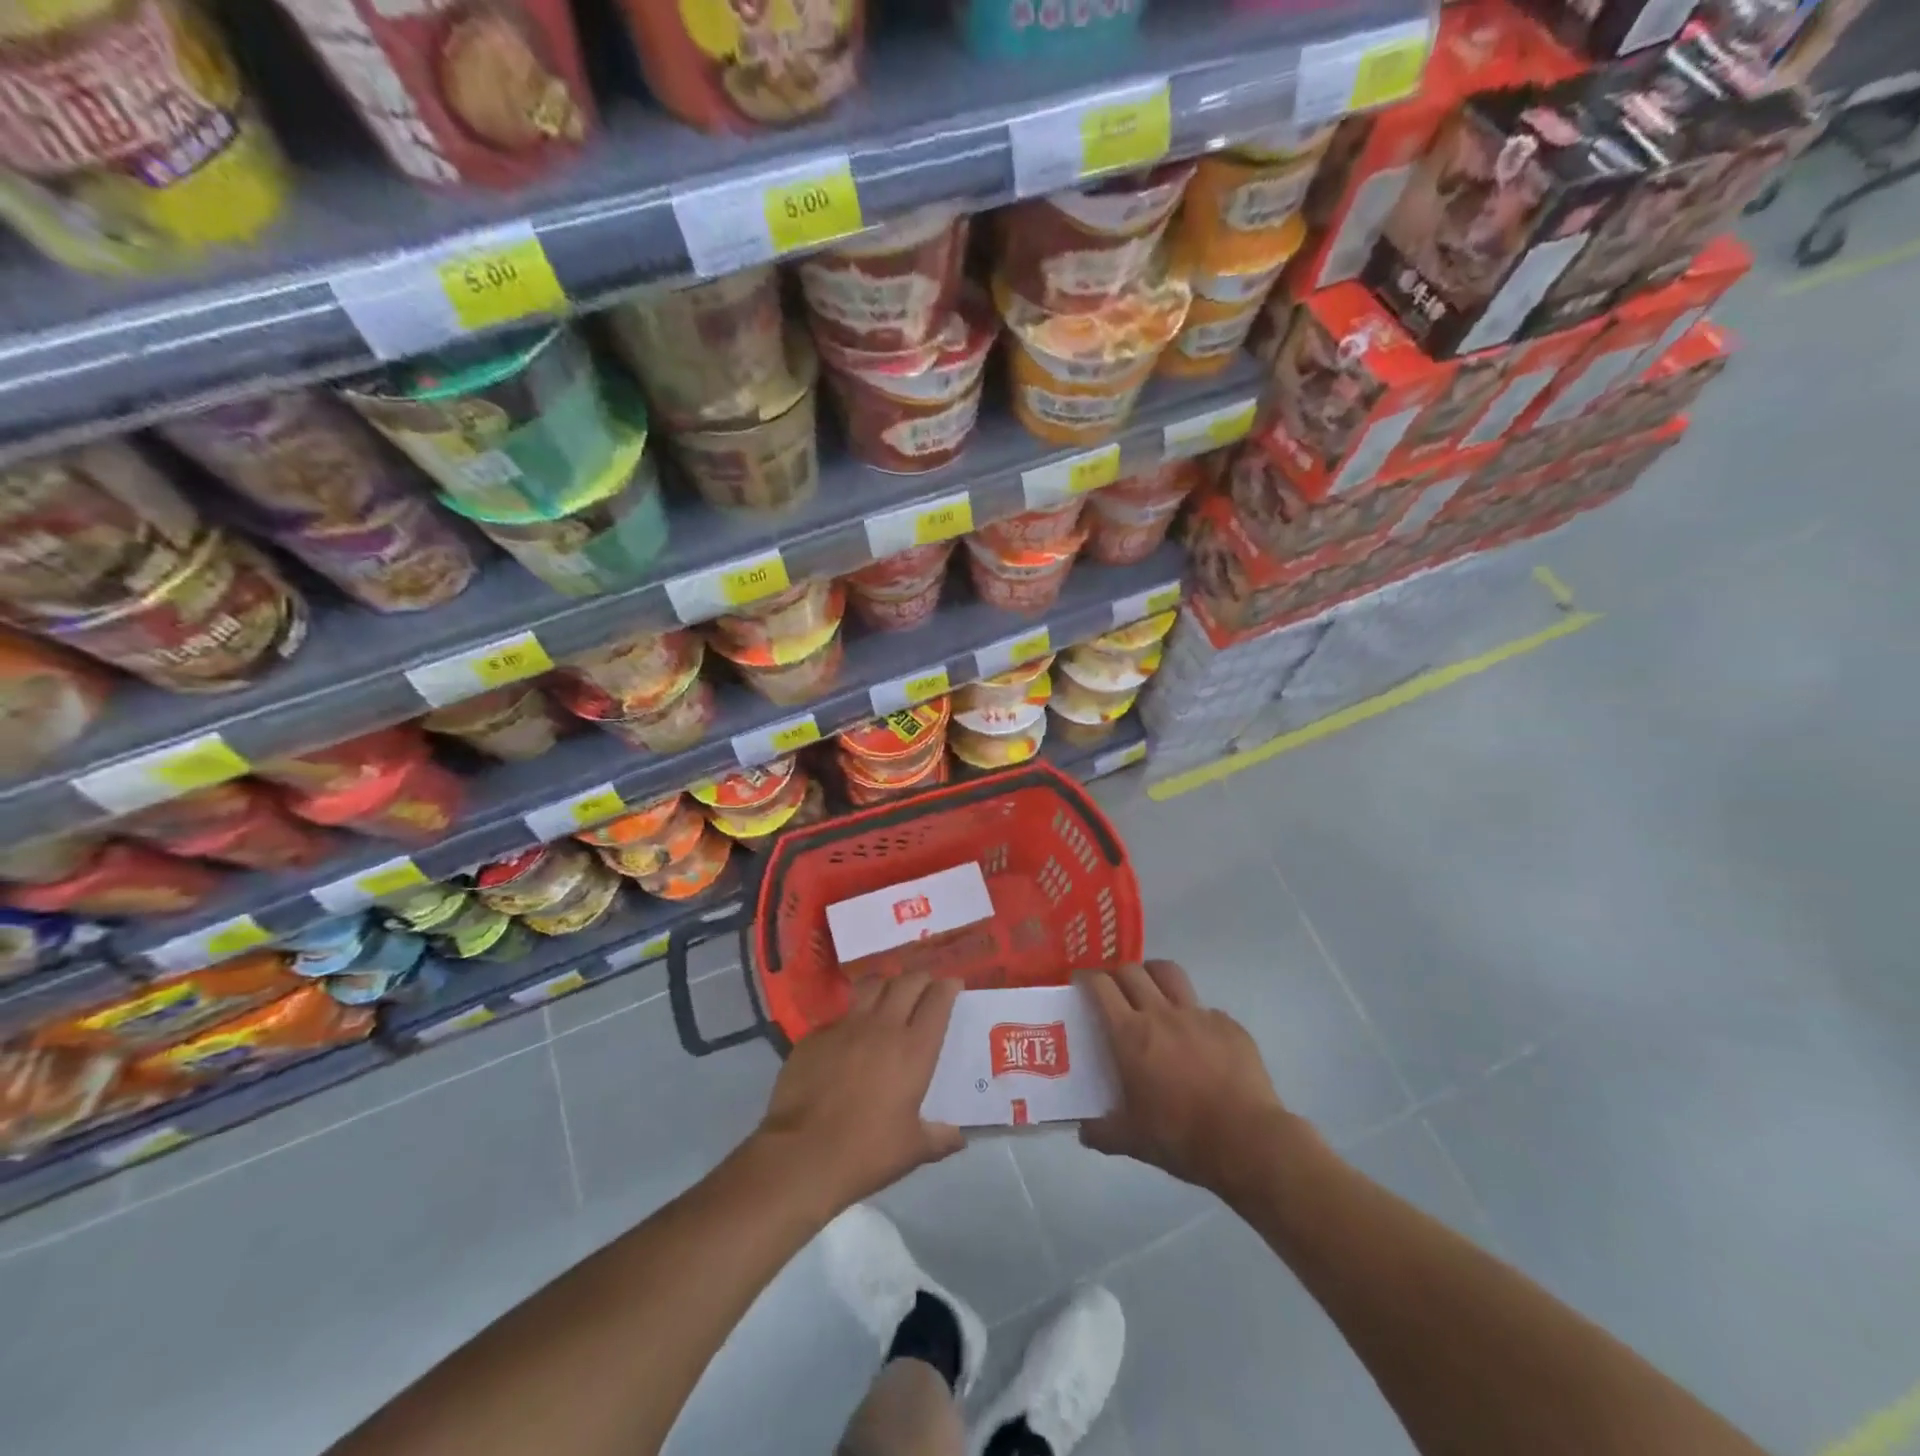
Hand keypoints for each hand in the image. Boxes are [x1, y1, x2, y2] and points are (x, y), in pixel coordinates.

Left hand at [756, 971, 963, 1215]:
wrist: (802, 1154)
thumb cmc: (866, 1152)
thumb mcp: (913, 1150)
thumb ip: (939, 1138)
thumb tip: (959, 1138)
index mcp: (914, 1049)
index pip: (937, 1001)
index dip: (948, 987)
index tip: (953, 984)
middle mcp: (883, 1026)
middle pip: (907, 983)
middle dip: (921, 978)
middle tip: (926, 985)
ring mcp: (846, 1026)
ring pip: (872, 987)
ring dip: (887, 984)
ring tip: (891, 993)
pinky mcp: (816, 1035)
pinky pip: (841, 1014)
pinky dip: (853, 1015)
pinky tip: (851, 1034)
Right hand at [1080, 961, 1306, 1197]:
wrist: (1247, 1141)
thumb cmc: (1181, 1137)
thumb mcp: (1133, 1141)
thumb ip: (1103, 1132)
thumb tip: (1084, 1132)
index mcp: (1131, 1034)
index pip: (1101, 987)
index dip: (1087, 978)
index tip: (1080, 982)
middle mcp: (1161, 1013)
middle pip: (1132, 971)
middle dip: (1117, 974)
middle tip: (1114, 990)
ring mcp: (1199, 1015)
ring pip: (1170, 974)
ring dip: (1154, 975)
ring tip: (1151, 990)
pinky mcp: (1229, 1024)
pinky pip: (1205, 1008)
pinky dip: (1193, 1015)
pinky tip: (1197, 1039)